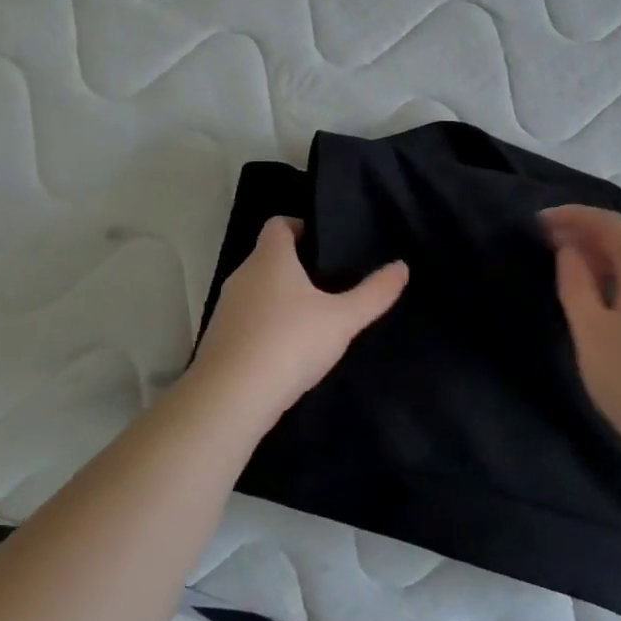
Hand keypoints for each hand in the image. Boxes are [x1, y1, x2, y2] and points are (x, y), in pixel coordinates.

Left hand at [188, 216, 408, 426]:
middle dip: (295, 265)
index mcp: (270, 258)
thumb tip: (402, 266)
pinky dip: (265, 325)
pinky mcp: (218, 338)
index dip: (299, 226)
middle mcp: (242, 275)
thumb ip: (374, 293)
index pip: (278, 224)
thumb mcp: (342, 319)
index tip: (323, 244)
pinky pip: (246, 319)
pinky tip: (286, 349)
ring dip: (279, 297)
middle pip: (267, 256)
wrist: (231, 396)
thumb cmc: (290, 343)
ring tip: (311, 318)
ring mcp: (225, 307)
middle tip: (329, 283)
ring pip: (256, 289)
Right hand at [542, 204, 620, 474]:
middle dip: (587, 233)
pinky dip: (619, 278)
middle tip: (548, 241)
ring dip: (603, 257)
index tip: (539, 222)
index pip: (610, 223)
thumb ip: (576, 283)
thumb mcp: (590, 329)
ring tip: (569, 265)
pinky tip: (601, 298)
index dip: (573, 216)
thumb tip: (569, 251)